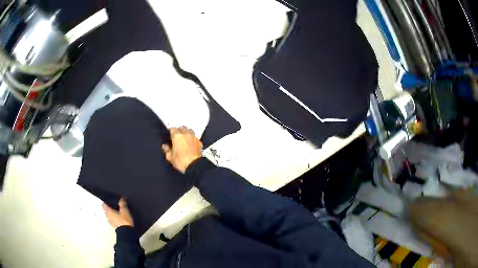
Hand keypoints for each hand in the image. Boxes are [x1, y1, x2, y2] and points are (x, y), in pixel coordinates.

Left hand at [102, 198, 133, 228]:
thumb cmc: (124, 221)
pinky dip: (115, 218)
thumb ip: (122, 204)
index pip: (104, 204)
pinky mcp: (114, 226)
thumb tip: (121, 199)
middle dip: (110, 207)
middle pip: (106, 210)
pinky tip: (120, 217)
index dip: (106, 201)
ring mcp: (111, 222)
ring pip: (110, 215)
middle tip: (114, 204)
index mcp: (108, 211)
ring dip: (112, 213)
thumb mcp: (125, 211)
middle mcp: (107, 216)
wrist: (127, 233)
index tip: (109, 199)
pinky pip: (113, 220)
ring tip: (118, 210)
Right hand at [162, 126, 202, 172]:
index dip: (171, 131)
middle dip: (179, 130)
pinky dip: (192, 139)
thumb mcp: (170, 157)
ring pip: (190, 130)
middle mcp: (186, 134)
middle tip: (177, 137)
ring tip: (184, 138)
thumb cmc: (181, 161)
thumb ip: (166, 150)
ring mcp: (194, 137)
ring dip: (187, 133)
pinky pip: (195, 137)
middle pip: (182, 127)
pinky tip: (191, 144)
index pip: (172, 129)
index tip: (170, 135)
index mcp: (177, 136)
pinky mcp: (199, 142)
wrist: (194, 165)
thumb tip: (165, 146)